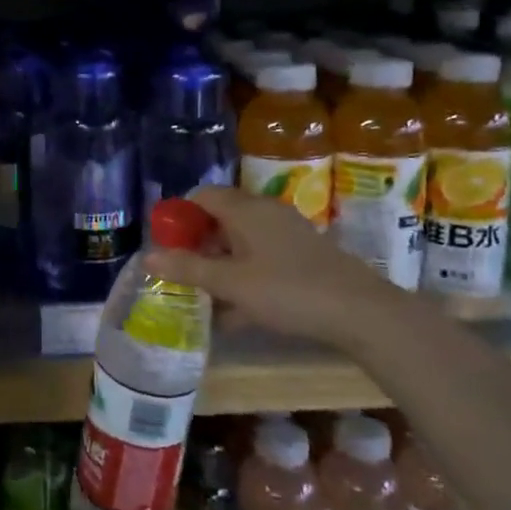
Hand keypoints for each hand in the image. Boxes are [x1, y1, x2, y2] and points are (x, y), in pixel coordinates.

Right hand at [143, 185, 414, 353]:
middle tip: (181, 272)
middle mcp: (266, 213)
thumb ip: (189, 269)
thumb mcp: (231, 283)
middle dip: (198, 244)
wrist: (363, 313)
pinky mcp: (304, 257)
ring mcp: (288, 235)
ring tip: (204, 297)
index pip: (203, 196)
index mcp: (246, 210)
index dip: (180, 215)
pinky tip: (236, 312)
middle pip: (221, 218)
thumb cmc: (288, 290)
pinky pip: (262, 259)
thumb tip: (148, 257)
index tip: (165, 243)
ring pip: (242, 242)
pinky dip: (244, 276)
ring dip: (220, 265)